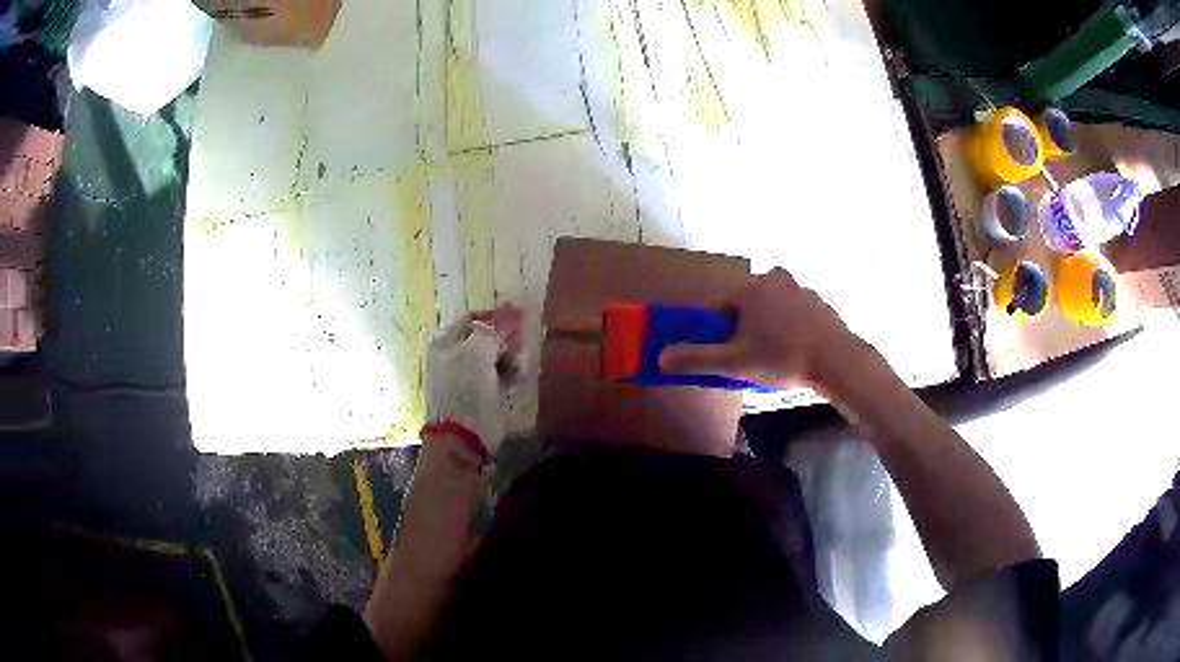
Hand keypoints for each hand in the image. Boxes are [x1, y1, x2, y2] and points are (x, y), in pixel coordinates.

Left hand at [424, 307, 522, 458]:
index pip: (474, 318)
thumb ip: (493, 329)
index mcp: (445, 341)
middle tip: (519, 346)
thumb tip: (509, 313)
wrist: (464, 437)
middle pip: (489, 336)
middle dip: (507, 339)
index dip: (496, 316)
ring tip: (518, 368)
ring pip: (499, 354)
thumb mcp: (476, 351)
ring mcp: (470, 374)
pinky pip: (503, 373)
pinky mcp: (484, 392)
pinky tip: (517, 379)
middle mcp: (455, 354)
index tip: (520, 318)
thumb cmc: (464, 389)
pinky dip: (512, 373)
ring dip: (513, 357)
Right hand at [658, 268, 864, 390]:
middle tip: (749, 355)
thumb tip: (660, 357)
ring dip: (768, 326)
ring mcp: (800, 288)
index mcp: (749, 288)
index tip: (723, 351)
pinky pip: (795, 312)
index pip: (717, 305)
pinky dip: (791, 327)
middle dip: (743, 327)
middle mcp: (773, 279)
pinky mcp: (820, 302)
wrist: (838, 361)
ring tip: (775, 356)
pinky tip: (796, 350)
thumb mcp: (733, 364)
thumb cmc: (782, 357)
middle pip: (745, 303)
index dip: (715, 330)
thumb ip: (695, 359)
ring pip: (772, 307)